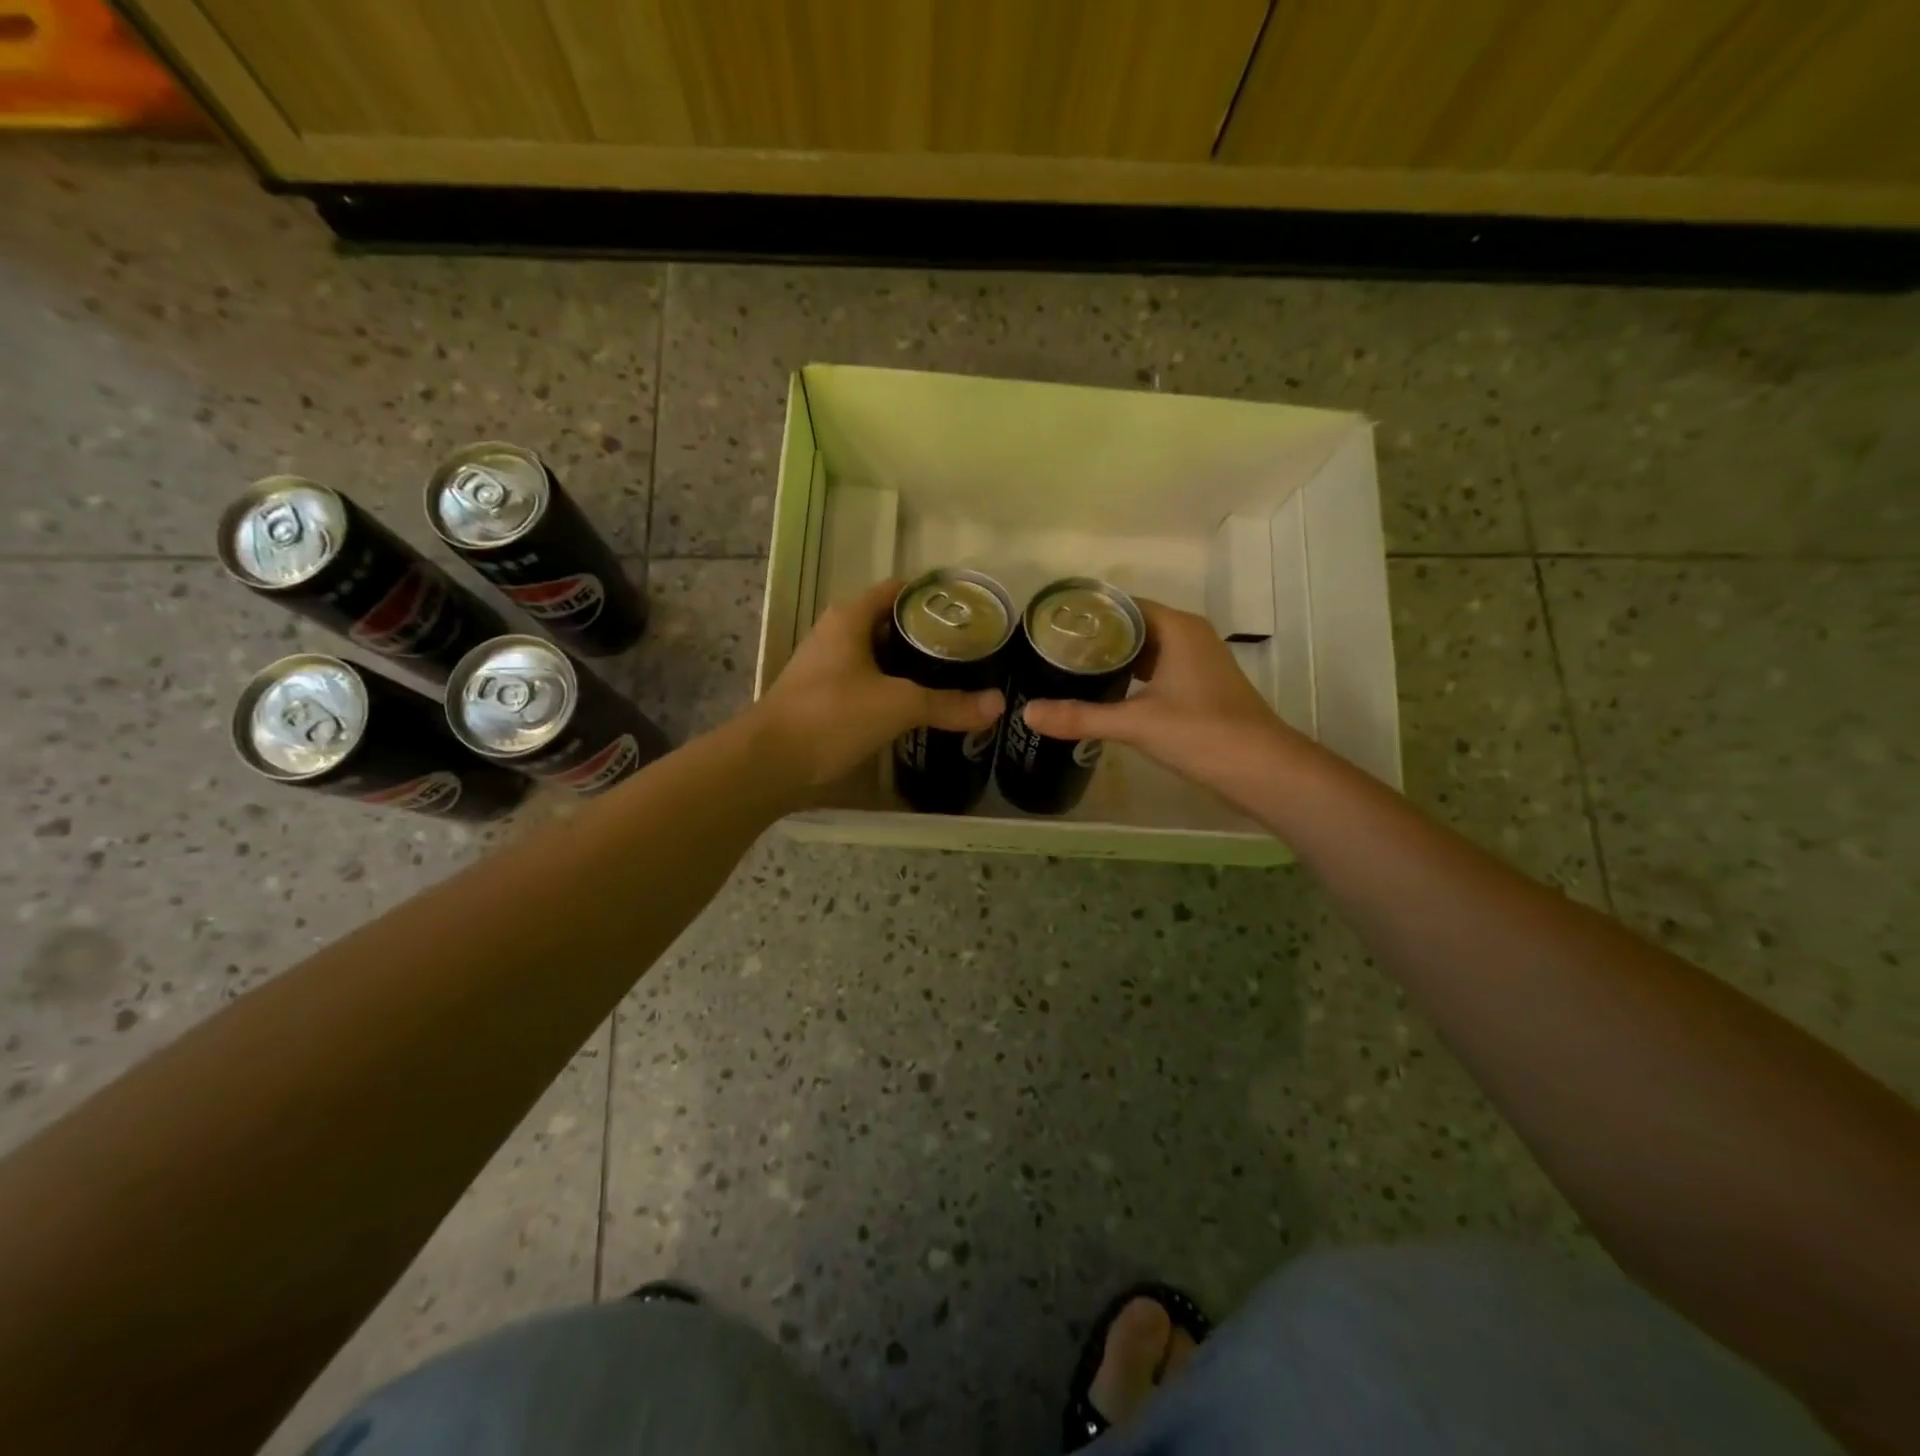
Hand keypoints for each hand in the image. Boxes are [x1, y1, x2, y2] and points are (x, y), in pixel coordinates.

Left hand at [751, 578, 1004, 790]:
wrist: (770, 763)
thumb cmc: (831, 716)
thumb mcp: (897, 705)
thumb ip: (948, 704)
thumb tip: (998, 704)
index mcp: (850, 618)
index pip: (899, 591)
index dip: (934, 598)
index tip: (970, 613)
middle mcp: (837, 634)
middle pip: (892, 624)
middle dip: (929, 637)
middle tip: (971, 651)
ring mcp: (828, 667)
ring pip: (880, 658)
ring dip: (912, 667)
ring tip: (954, 678)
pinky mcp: (826, 698)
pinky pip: (869, 684)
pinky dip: (894, 690)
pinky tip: (920, 707)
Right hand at [1019, 599, 1299, 791]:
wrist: (1263, 770)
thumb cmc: (1202, 734)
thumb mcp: (1136, 723)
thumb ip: (1081, 716)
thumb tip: (1027, 712)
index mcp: (1178, 629)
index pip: (1124, 605)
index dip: (1089, 614)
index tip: (1053, 625)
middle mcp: (1189, 637)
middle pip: (1134, 626)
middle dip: (1096, 638)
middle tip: (1052, 650)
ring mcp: (1198, 664)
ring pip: (1147, 651)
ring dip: (1114, 659)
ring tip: (1069, 669)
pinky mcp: (1201, 689)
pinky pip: (1157, 671)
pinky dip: (1131, 678)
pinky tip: (1105, 694)